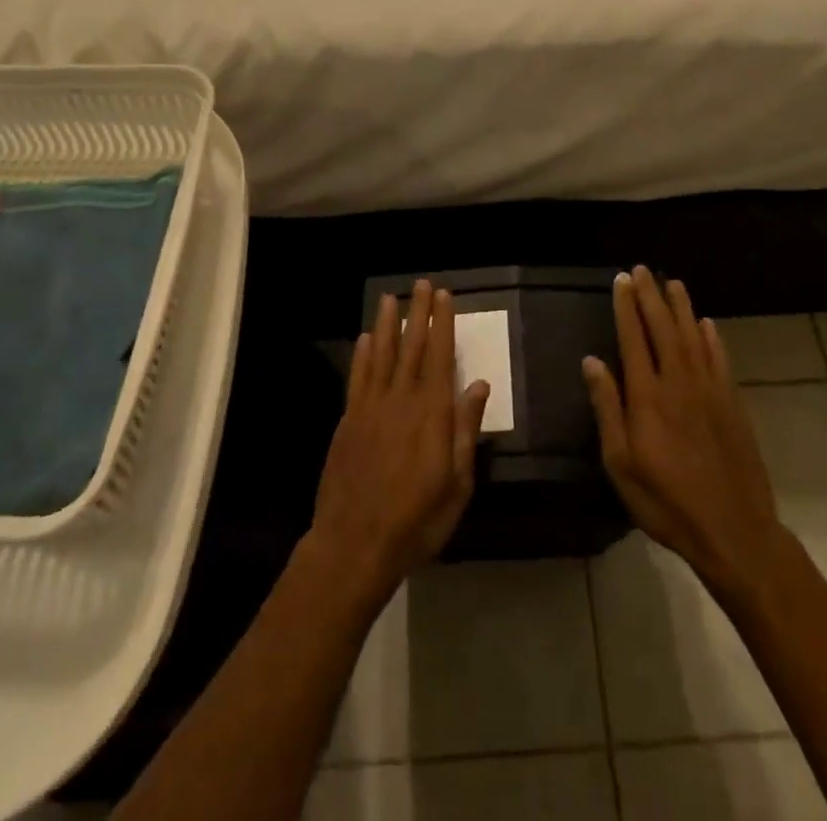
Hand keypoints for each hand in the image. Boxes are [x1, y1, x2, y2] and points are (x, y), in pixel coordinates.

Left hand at [310, 281, 490, 611]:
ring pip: (381, 355)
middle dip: (418, 314)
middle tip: (421, 284)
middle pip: (412, 347)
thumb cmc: (416, 519)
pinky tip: (364, 339)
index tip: (443, 296)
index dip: (443, 324)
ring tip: (390, 298)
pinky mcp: (348, 420)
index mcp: (432, 414)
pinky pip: (358, 378)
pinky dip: (362, 355)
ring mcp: (371, 407)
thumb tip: (478, 386)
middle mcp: (401, 400)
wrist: (355, 543)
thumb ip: (466, 430)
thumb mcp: (457, 483)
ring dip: (387, 324)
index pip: (441, 357)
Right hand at [583, 267, 793, 601]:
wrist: (734, 530)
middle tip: (643, 270)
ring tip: (673, 283)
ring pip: (694, 337)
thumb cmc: (666, 501)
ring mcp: (710, 391)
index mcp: (648, 396)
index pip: (634, 339)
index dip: (626, 307)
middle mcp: (679, 383)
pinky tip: (707, 324)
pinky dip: (712, 338)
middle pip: (664, 329)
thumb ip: (607, 408)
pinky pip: (720, 360)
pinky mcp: (732, 404)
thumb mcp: (621, 463)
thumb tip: (592, 361)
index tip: (621, 280)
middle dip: (651, 297)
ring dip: (682, 308)